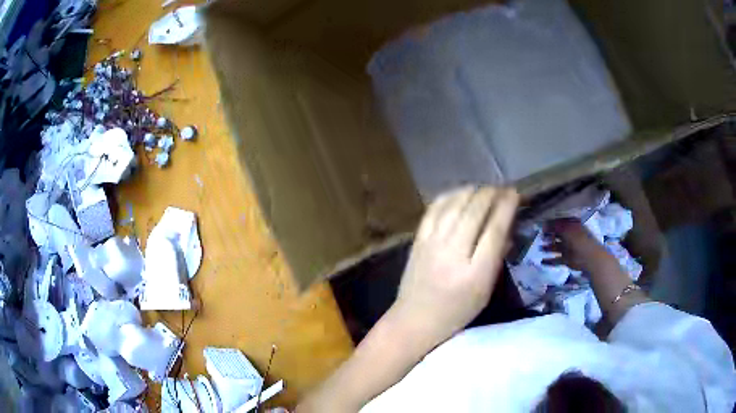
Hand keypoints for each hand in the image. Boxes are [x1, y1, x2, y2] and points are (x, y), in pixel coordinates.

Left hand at [394, 186, 518, 345]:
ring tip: (483, 189)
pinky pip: (433, 209)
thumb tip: (506, 228)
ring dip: (472, 191)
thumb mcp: (485, 292)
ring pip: (454, 205)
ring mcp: (432, 244)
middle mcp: (454, 253)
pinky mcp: (418, 240)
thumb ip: (496, 259)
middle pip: (475, 211)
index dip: (507, 206)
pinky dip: (448, 196)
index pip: (495, 230)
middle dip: (491, 194)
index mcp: (475, 273)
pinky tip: (459, 194)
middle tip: (501, 189)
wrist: (415, 318)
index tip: (514, 193)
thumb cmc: (457, 311)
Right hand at [541, 218, 613, 271]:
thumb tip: (545, 222)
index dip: (551, 223)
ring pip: (557, 247)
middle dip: (549, 235)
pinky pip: (557, 259)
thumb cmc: (580, 241)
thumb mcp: (567, 230)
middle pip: (558, 234)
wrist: (590, 259)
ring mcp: (569, 249)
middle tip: (540, 236)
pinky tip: (542, 262)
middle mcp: (570, 236)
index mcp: (572, 226)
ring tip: (540, 248)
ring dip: (548, 247)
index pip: (560, 222)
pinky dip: (550, 261)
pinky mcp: (567, 260)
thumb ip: (556, 226)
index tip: (542, 224)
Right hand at [542, 218, 648, 322]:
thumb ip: (577, 239)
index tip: (540, 224)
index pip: (573, 228)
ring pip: (570, 253)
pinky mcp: (589, 281)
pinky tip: (552, 268)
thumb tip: (556, 219)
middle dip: (556, 237)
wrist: (621, 307)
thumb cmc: (609, 280)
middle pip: (571, 240)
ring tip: (540, 253)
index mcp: (593, 244)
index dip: (558, 224)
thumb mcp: (594, 255)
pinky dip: (561, 265)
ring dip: (556, 251)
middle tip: (537, 239)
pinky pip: (572, 267)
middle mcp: (592, 251)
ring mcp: (591, 267)